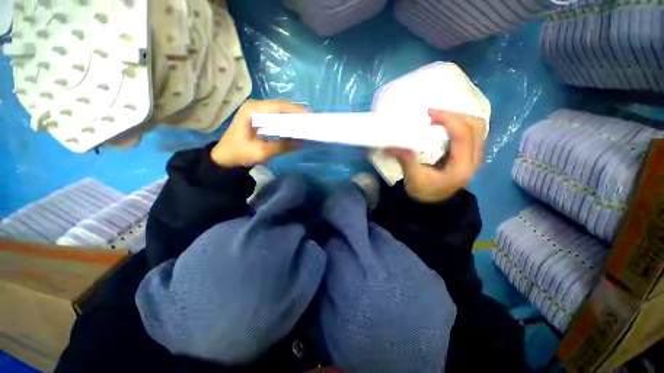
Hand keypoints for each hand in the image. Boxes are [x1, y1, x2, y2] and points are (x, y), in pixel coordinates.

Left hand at [211, 100, 307, 166]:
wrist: (225, 157)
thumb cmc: (240, 153)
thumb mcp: (262, 152)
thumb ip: (282, 146)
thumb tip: (301, 143)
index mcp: (252, 110)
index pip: (278, 106)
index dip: (295, 111)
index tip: (309, 116)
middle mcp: (254, 106)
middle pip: (279, 106)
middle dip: (295, 113)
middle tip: (309, 121)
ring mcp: (255, 110)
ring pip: (278, 110)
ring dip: (291, 116)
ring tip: (304, 123)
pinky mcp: (257, 116)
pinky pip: (275, 115)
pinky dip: (285, 120)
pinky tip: (292, 126)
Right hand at [389, 109, 485, 202]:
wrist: (432, 203)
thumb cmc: (423, 192)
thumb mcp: (413, 178)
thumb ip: (406, 159)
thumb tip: (391, 144)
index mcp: (462, 166)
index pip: (463, 134)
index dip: (448, 119)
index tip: (429, 114)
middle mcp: (475, 160)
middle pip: (476, 127)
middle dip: (455, 115)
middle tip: (433, 115)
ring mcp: (475, 157)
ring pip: (477, 128)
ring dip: (459, 119)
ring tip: (439, 119)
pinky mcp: (470, 155)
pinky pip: (472, 133)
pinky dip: (460, 125)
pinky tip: (445, 127)